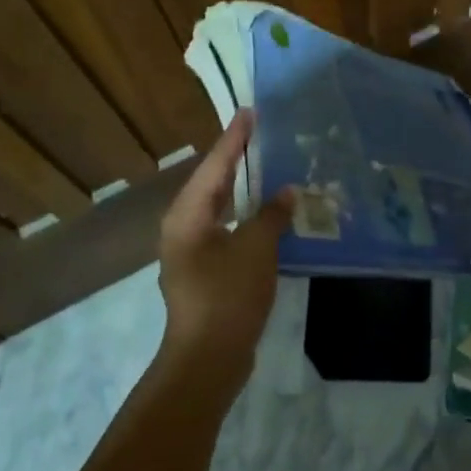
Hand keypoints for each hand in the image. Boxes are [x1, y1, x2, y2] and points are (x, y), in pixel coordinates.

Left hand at [158, 110, 294, 392]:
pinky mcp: (204, 272)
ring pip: (218, 208)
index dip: (235, 138)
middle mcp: (183, 228)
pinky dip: (245, 216)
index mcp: (188, 215)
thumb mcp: (256, 249)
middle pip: (212, 183)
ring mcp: (191, 252)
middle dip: (235, 159)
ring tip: (265, 167)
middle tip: (259, 134)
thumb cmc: (228, 296)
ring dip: (241, 189)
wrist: (208, 358)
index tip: (250, 112)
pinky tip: (266, 216)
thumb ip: (272, 215)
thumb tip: (287, 192)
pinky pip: (226, 230)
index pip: (215, 165)